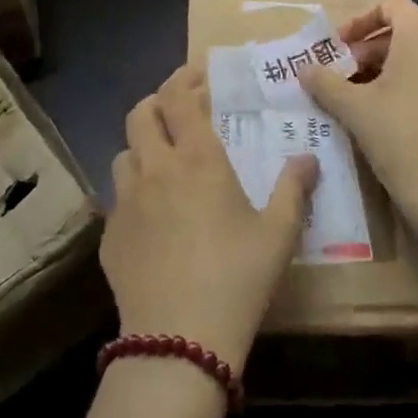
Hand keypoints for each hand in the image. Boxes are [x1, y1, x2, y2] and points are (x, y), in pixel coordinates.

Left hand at [104, 65, 316, 363]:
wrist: (178, 342)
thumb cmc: (237, 279)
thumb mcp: (278, 235)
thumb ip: (293, 189)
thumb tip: (307, 158)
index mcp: (197, 160)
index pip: (178, 98)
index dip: (184, 78)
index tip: (198, 75)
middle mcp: (155, 168)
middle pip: (141, 114)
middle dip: (158, 103)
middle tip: (179, 112)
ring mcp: (126, 201)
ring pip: (124, 153)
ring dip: (142, 146)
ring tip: (163, 162)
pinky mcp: (109, 234)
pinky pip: (117, 197)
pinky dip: (133, 191)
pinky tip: (151, 217)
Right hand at [302, 0, 417, 231]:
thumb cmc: (400, 140)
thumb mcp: (353, 109)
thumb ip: (325, 81)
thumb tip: (305, 70)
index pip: (391, 4)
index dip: (361, 21)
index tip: (343, 48)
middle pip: (415, 33)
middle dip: (382, 52)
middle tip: (358, 80)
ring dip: (414, 72)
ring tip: (392, 103)